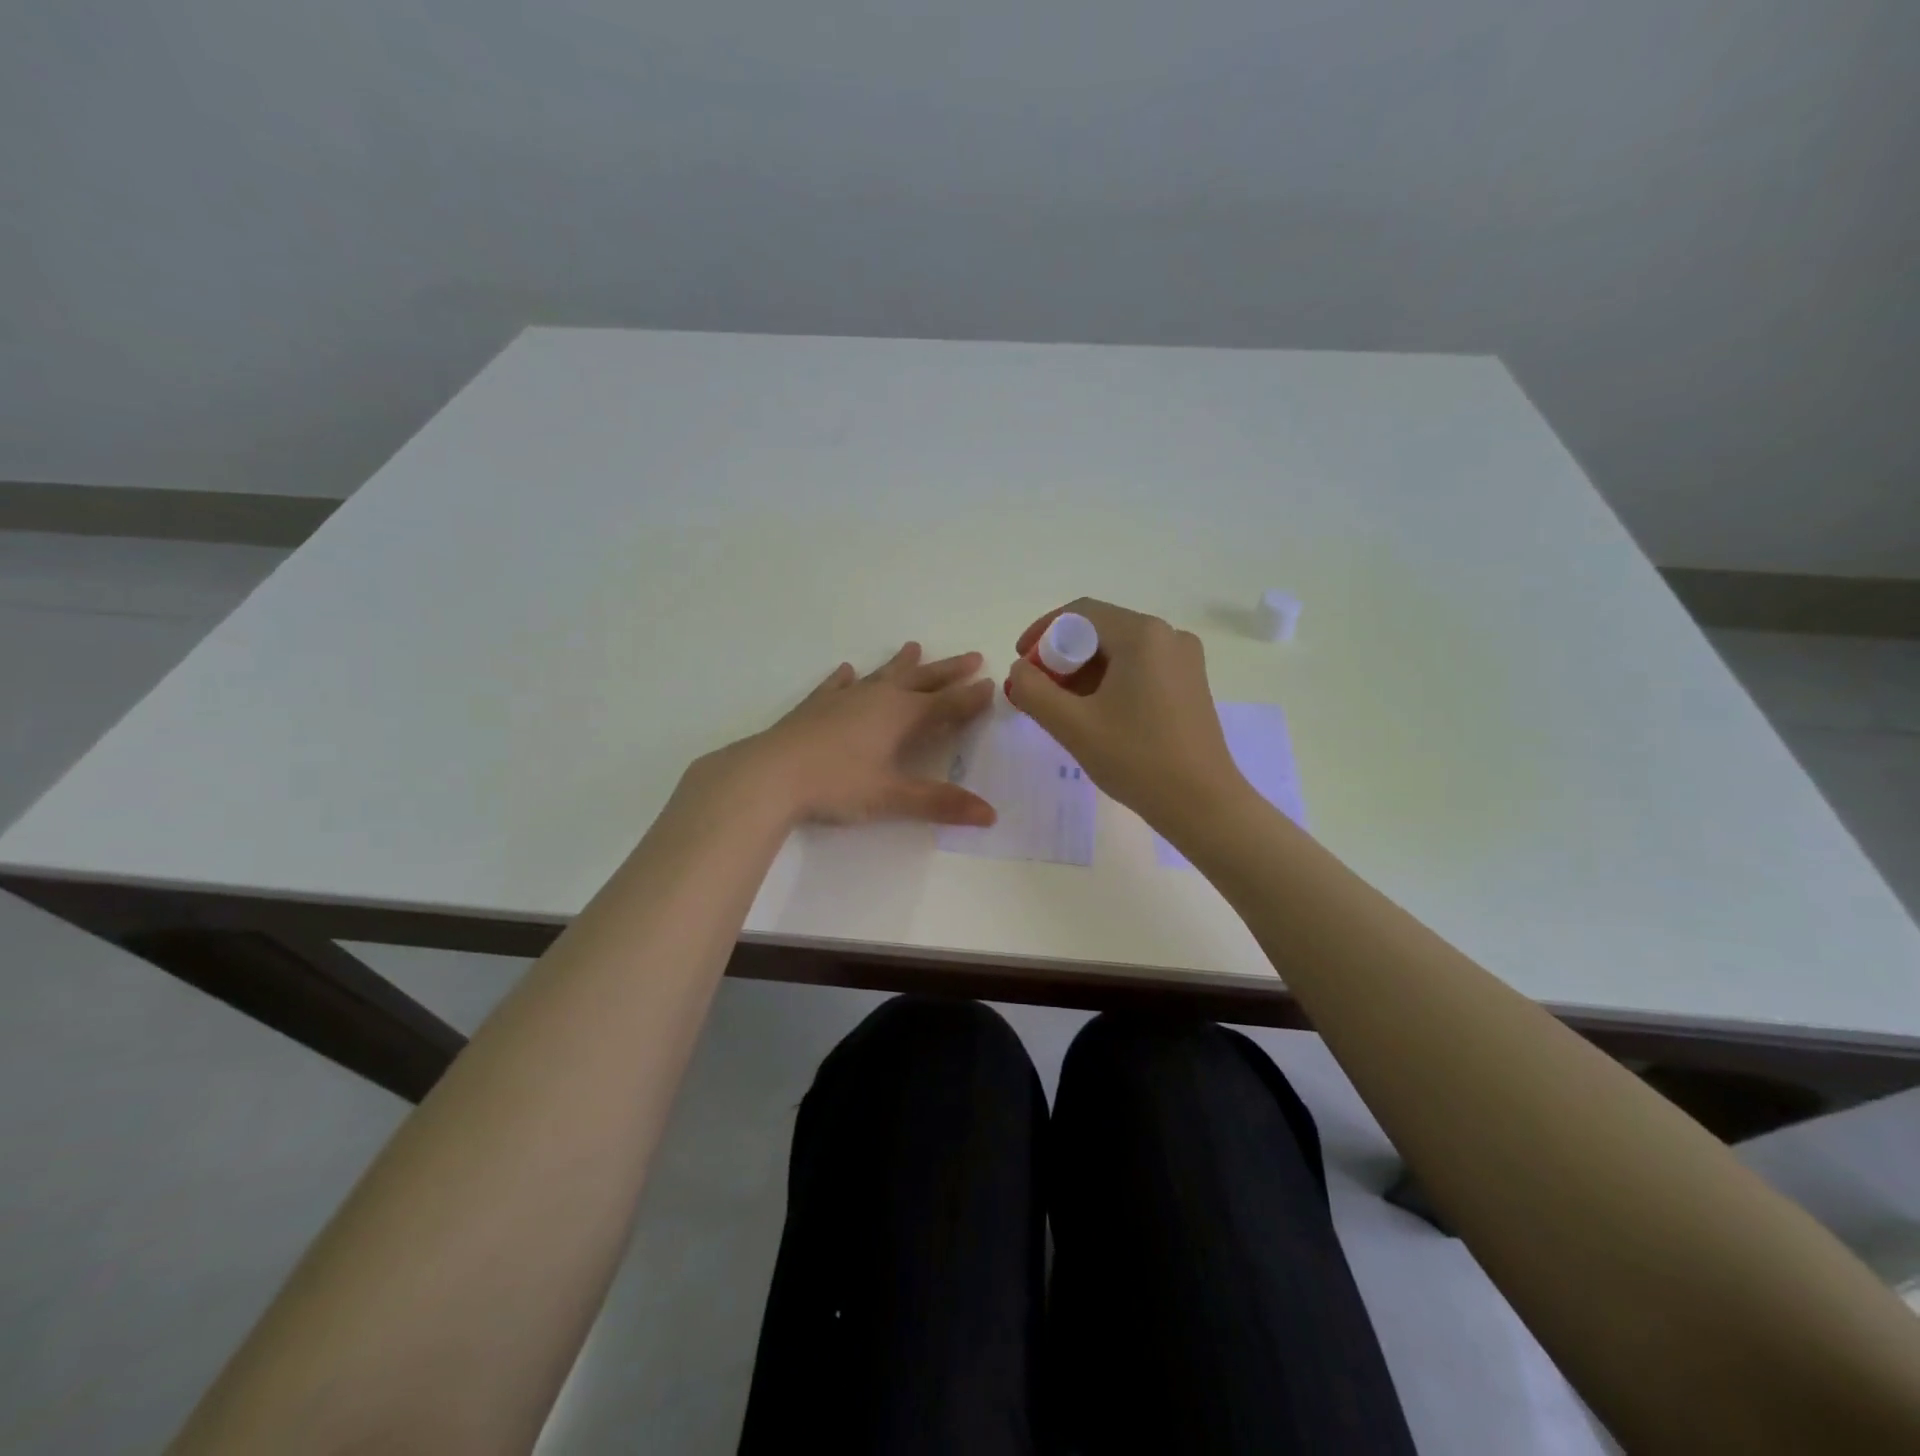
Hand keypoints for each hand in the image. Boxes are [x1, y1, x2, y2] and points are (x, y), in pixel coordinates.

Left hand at [716, 643, 997, 826]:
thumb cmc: (836, 784)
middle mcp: (877, 698)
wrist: (770, 774)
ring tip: (914, 646)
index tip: (992, 684)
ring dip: (901, 663)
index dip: (971, 697)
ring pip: (881, 675)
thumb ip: (940, 803)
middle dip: (948, 671)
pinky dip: (846, 678)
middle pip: (921, 680)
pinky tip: (846, 670)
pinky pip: (837, 685)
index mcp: (901, 716)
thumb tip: (990, 814)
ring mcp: (843, 699)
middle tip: (971, 657)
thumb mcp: (891, 797)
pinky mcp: (815, 706)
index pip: (946, 704)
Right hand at [1006, 599, 1245, 828]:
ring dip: (1083, 672)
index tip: (1020, 664)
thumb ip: (1034, 690)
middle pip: (1100, 631)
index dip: (1042, 633)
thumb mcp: (1072, 725)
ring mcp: (1184, 660)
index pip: (1079, 613)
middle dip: (1061, 657)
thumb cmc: (1136, 759)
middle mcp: (1169, 635)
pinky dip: (1110, 682)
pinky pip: (1139, 669)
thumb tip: (1021, 670)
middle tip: (1037, 692)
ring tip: (1061, 708)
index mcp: (1143, 634)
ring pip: (1119, 652)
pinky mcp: (1190, 684)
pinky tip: (1096, 715)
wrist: (1202, 804)